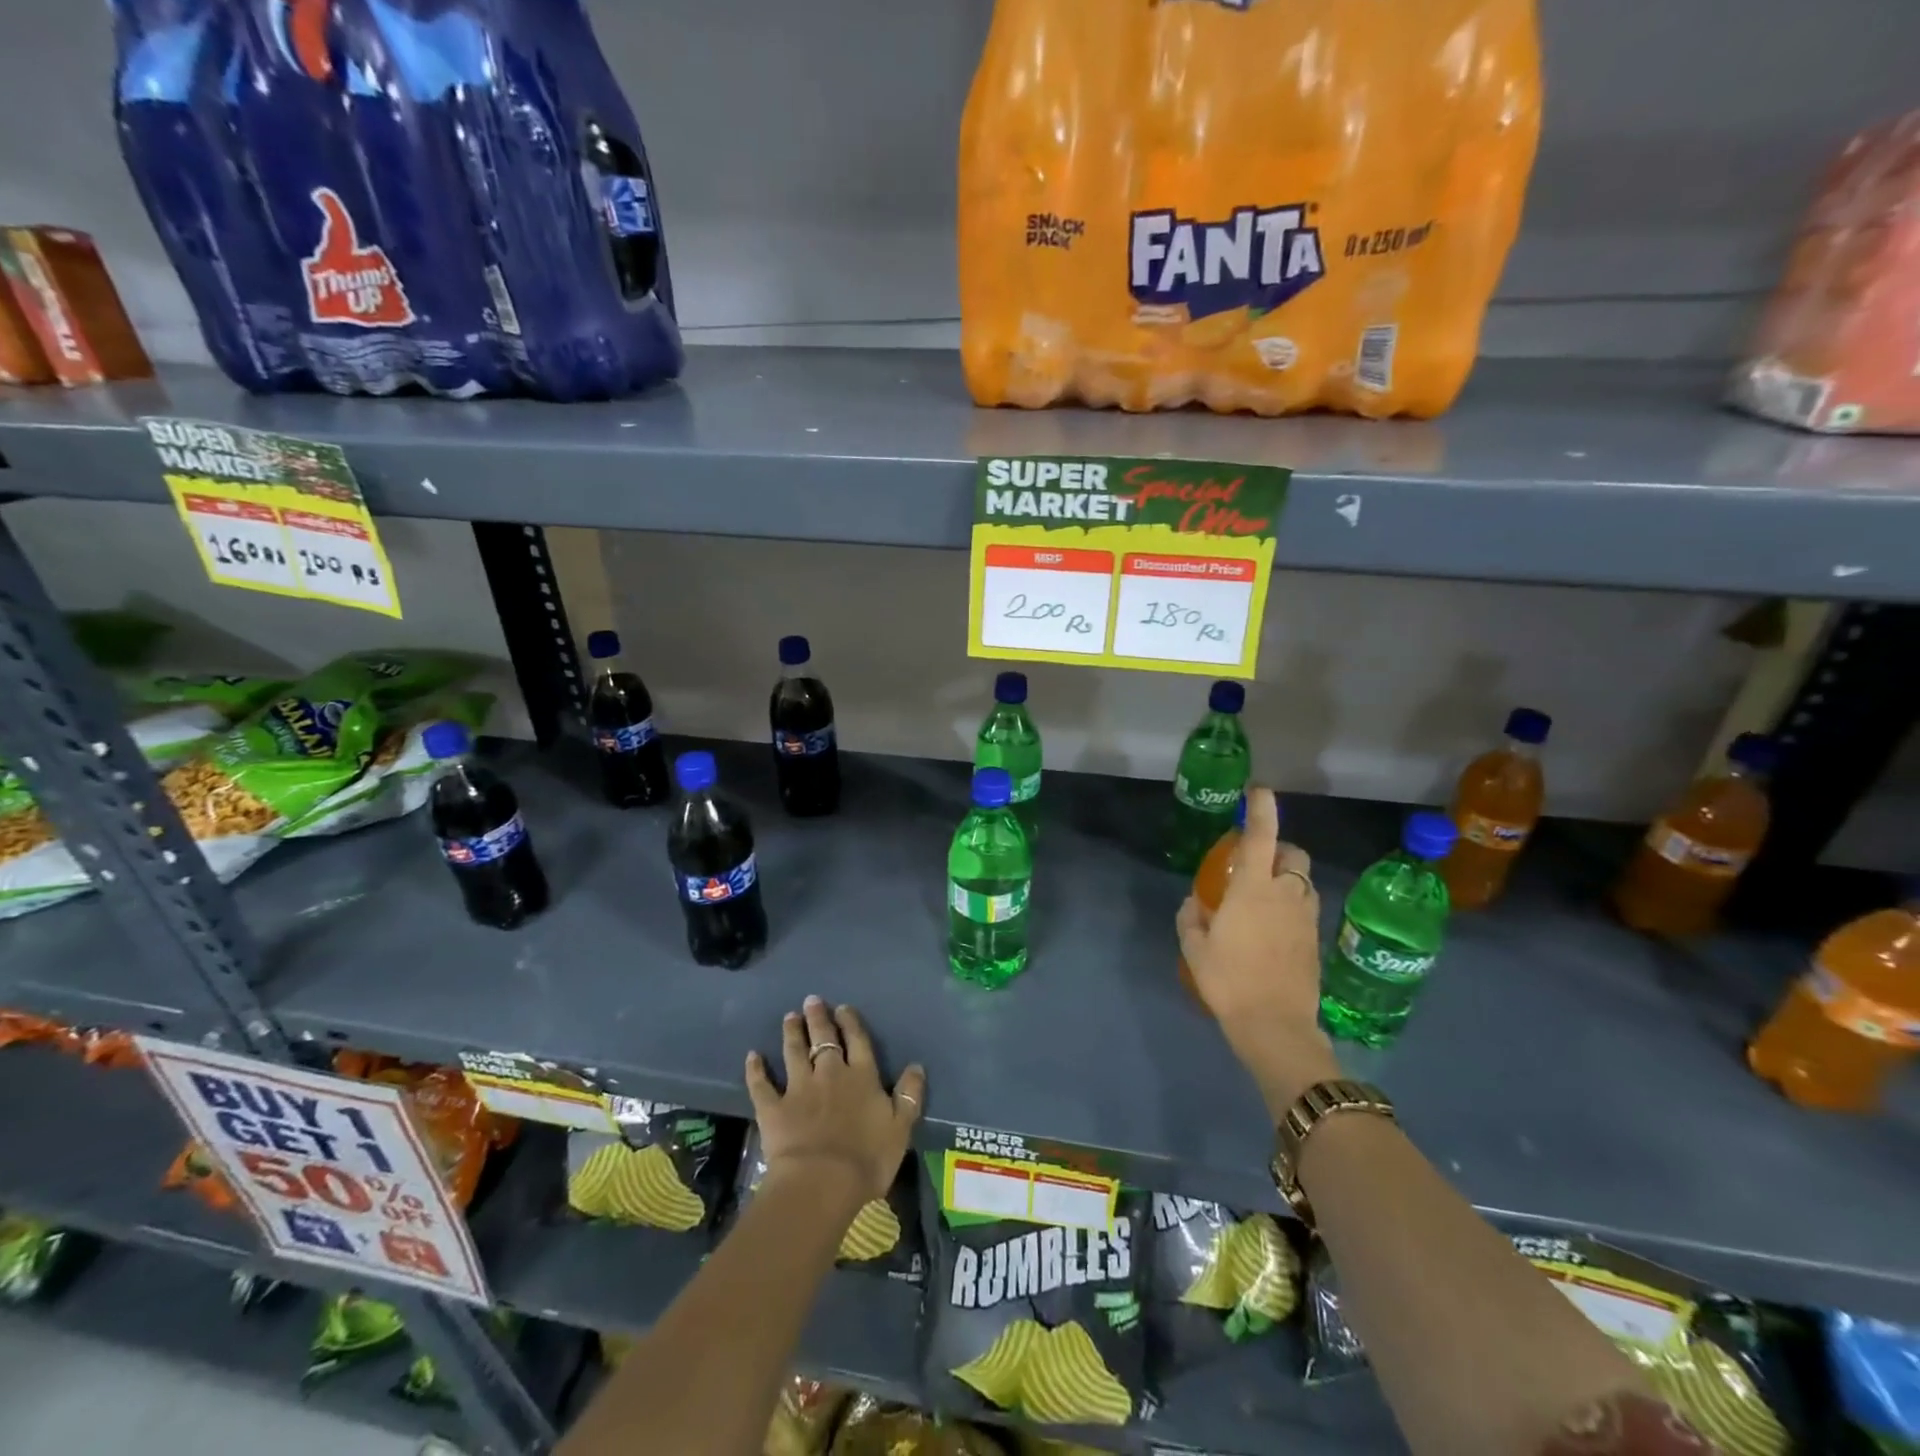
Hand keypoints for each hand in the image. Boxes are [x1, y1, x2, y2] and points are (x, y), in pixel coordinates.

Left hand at [745, 996, 925, 1211]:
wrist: (821, 1182)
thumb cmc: (867, 1158)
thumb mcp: (901, 1128)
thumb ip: (909, 1095)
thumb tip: (916, 1066)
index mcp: (862, 1076)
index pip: (857, 1041)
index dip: (850, 1022)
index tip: (843, 1007)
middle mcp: (830, 1073)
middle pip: (823, 1038)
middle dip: (818, 1018)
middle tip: (811, 1000)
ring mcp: (799, 1088)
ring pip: (794, 1052)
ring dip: (792, 1033)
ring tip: (789, 1017)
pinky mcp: (773, 1108)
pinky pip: (762, 1084)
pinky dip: (756, 1069)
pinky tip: (752, 1056)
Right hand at [1176, 787, 1339, 1113]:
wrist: (1275, 1025)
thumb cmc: (1229, 981)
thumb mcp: (1195, 949)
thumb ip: (1191, 918)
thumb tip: (1194, 902)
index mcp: (1254, 889)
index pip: (1262, 837)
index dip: (1262, 810)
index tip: (1258, 791)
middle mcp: (1286, 894)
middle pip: (1293, 854)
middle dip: (1279, 848)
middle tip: (1256, 861)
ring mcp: (1306, 917)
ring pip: (1304, 880)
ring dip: (1288, 876)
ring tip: (1266, 894)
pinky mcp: (1316, 939)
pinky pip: (1307, 906)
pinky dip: (1293, 902)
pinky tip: (1275, 925)